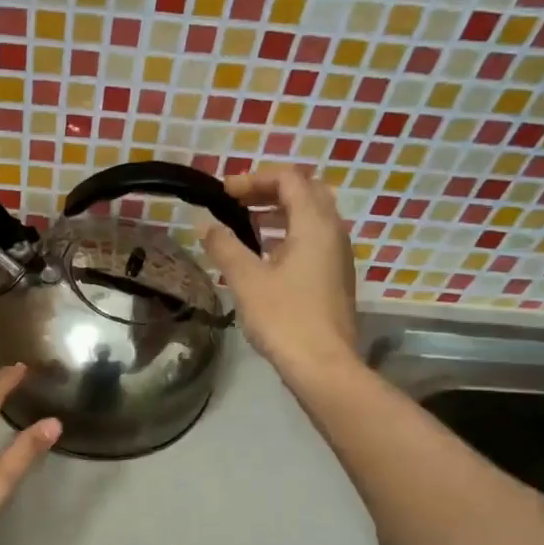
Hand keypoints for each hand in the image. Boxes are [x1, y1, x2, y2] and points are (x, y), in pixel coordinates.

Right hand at [203, 164, 358, 378]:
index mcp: (315, 225)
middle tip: (238, 202)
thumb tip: (206, 225)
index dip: (255, 179)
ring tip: (246, 226)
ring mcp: (337, 256)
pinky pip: (313, 241)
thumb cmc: (284, 318)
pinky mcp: (334, 278)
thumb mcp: (246, 280)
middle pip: (306, 193)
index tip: (225, 193)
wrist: (323, 365)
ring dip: (279, 213)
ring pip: (311, 218)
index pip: (290, 179)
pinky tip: (264, 257)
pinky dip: (288, 235)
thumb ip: (225, 247)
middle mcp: (333, 232)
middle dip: (270, 191)